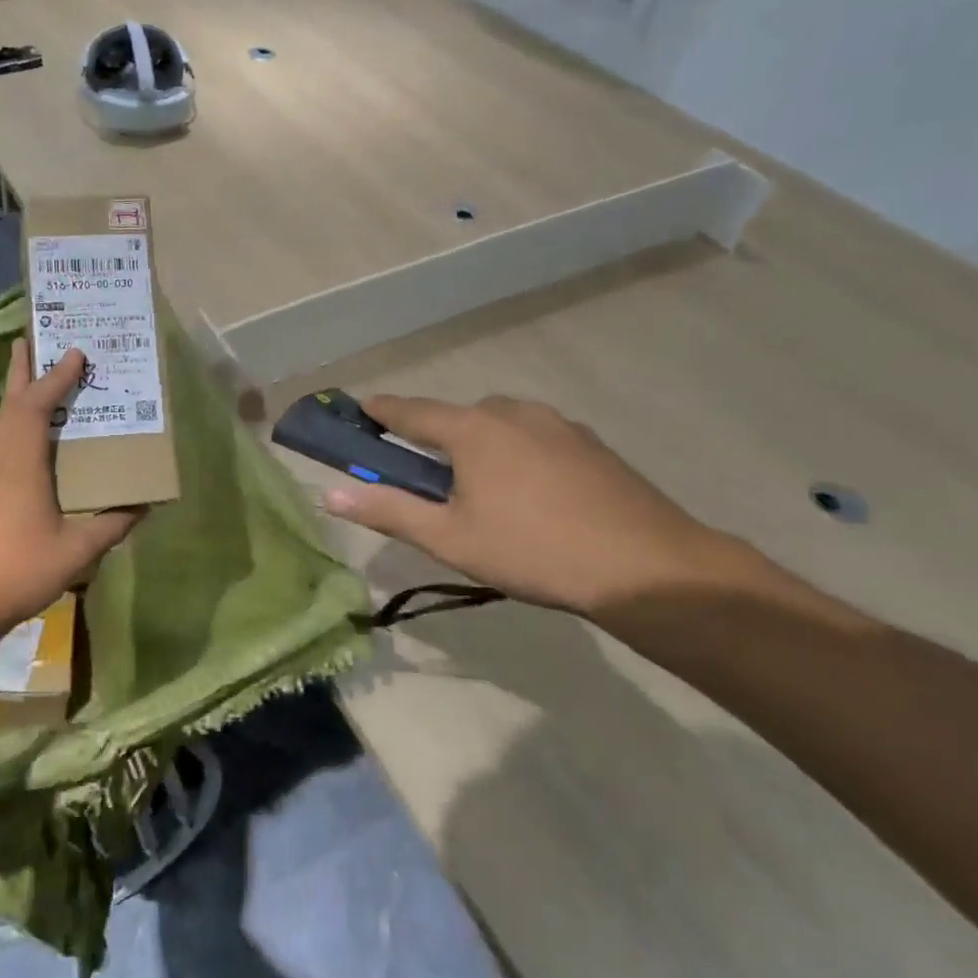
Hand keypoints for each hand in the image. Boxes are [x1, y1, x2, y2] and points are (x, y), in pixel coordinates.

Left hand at [0, 343, 144, 633]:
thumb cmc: (19, 572)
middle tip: (31, 338)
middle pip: (11, 404)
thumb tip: (144, 505)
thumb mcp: (77, 552)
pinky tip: (31, 433)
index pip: (36, 407)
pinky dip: (17, 420)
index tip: (75, 353)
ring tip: (34, 375)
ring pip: (4, 422)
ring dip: (19, 393)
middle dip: (22, 369)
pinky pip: (3, 440)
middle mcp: (0, 460)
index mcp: (21, 466)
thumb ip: (111, 526)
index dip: (55, 378)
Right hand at [323, 394, 742, 620]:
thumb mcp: (450, 538)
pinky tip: (532, 496)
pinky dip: (517, 454)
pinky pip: (534, 437)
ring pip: (498, 425)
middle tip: (427, 480)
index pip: (408, 410)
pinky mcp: (589, 442)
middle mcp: (511, 411)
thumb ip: (387, 510)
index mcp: (471, 428)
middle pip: (456, 417)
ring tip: (484, 493)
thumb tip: (329, 495)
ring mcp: (556, 423)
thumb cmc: (533, 550)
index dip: (379, 411)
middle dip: (433, 439)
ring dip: (478, 446)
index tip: (358, 411)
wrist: (649, 568)